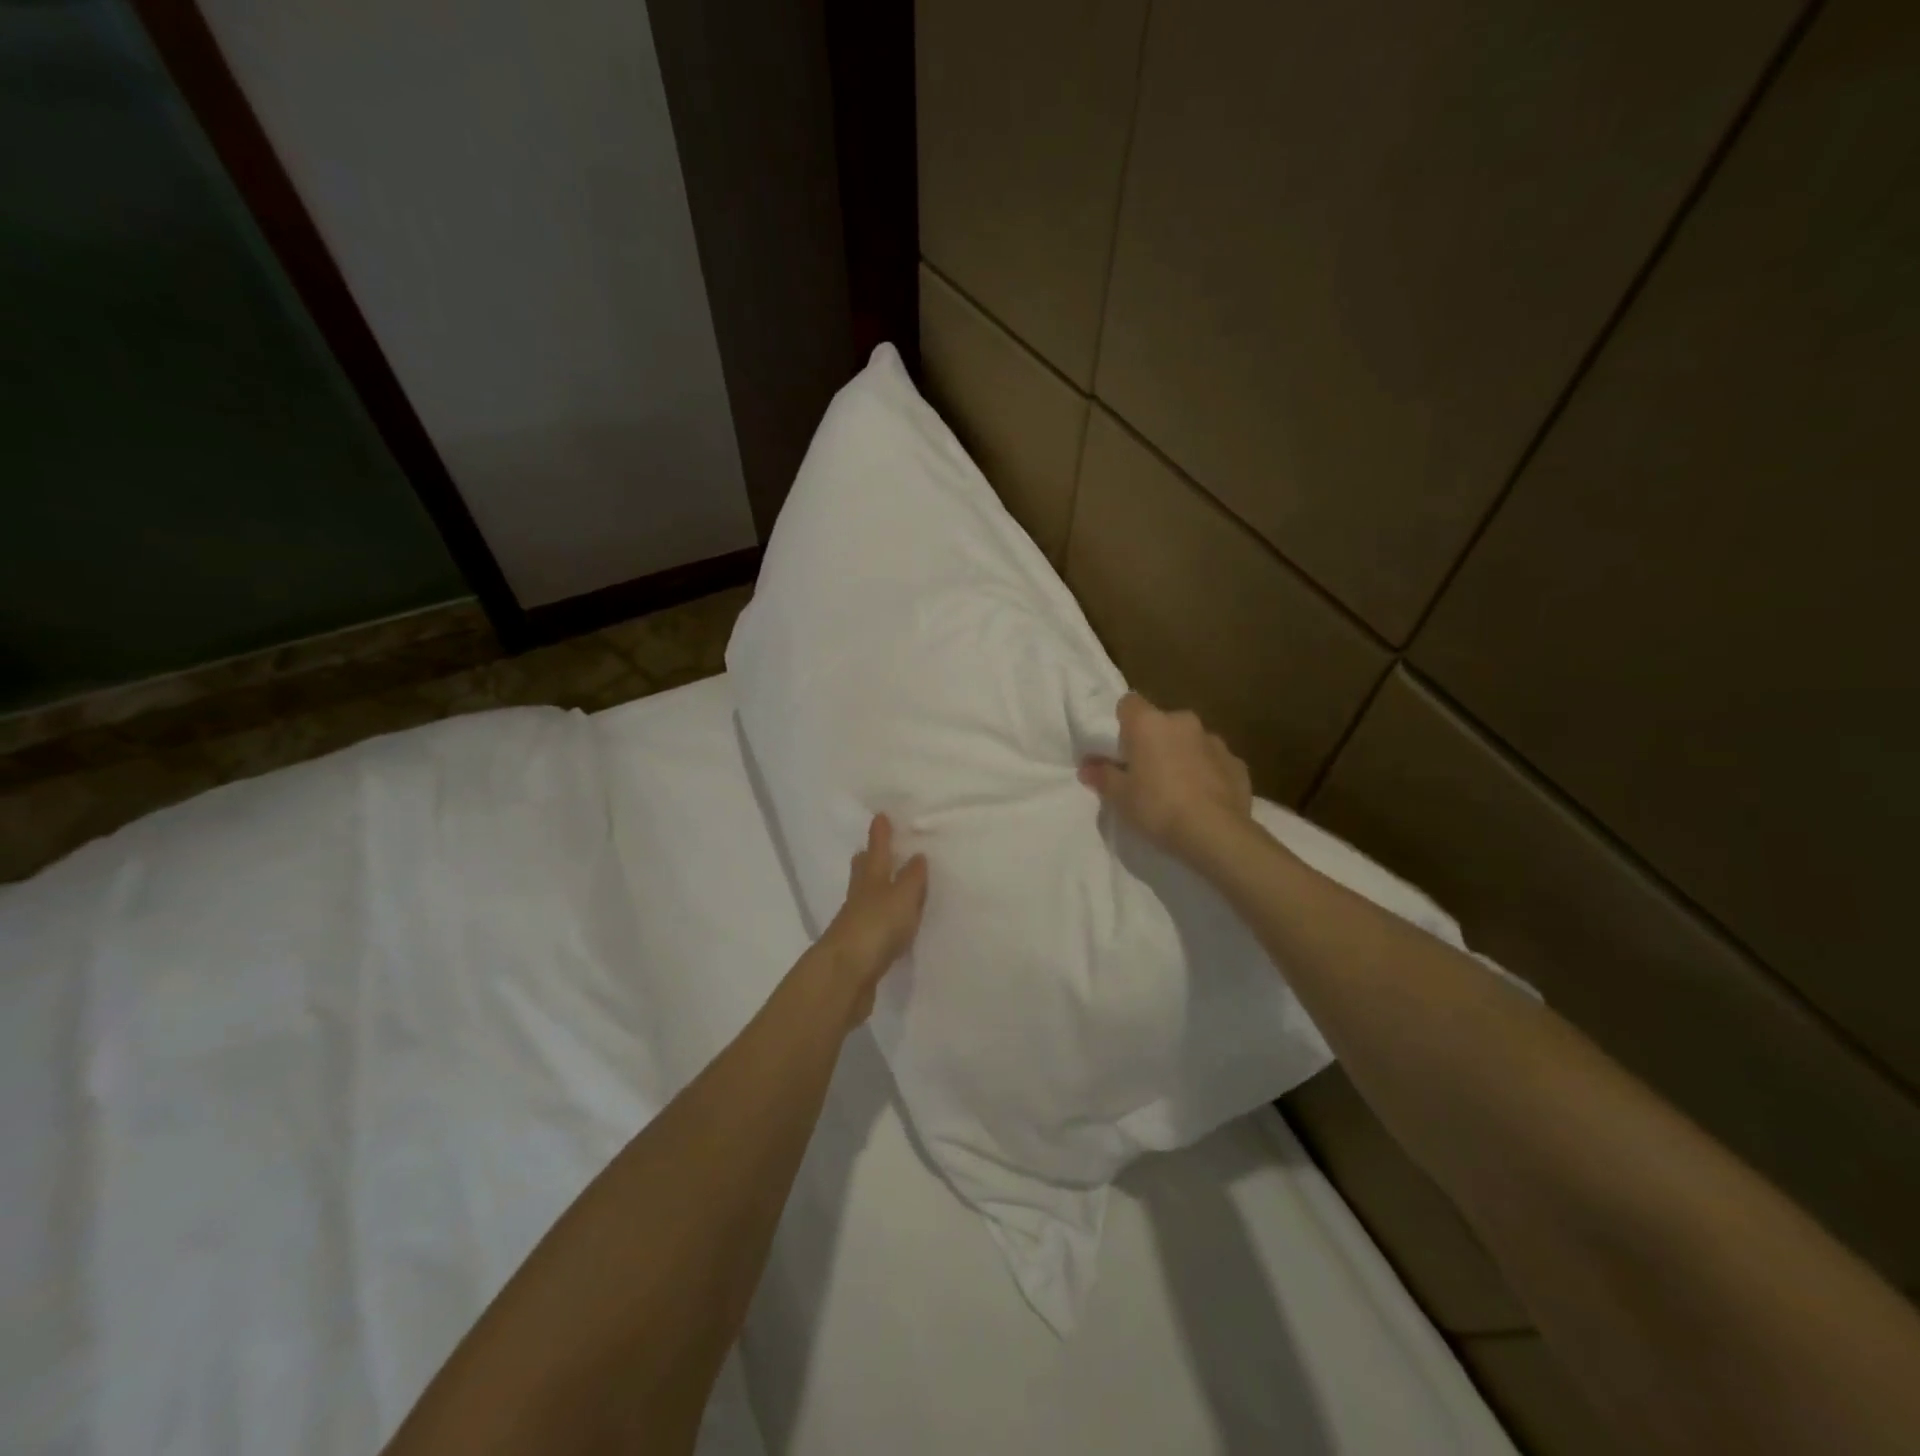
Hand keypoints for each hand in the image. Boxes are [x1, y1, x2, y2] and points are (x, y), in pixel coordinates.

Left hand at [818, 813, 928, 1025]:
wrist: (845, 975)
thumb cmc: (876, 927)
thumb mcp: (902, 897)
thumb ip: (911, 878)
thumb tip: (917, 856)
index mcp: (871, 880)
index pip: (876, 852)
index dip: (880, 835)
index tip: (880, 816)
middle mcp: (860, 898)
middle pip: (862, 874)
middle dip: (866, 861)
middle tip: (868, 850)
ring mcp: (855, 925)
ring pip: (865, 900)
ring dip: (872, 890)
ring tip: (883, 886)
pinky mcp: (858, 951)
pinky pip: (871, 927)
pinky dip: (878, 920)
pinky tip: (886, 927)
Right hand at [1079, 692, 1252, 864]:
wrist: (1215, 833)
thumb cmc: (1157, 807)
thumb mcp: (1119, 797)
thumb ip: (1102, 776)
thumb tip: (1087, 767)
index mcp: (1149, 723)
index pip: (1129, 703)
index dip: (1122, 723)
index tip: (1120, 749)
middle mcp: (1183, 722)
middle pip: (1161, 723)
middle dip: (1154, 742)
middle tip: (1145, 774)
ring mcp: (1214, 741)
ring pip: (1190, 741)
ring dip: (1182, 756)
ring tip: (1177, 790)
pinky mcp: (1237, 763)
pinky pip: (1214, 762)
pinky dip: (1206, 774)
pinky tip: (1202, 800)